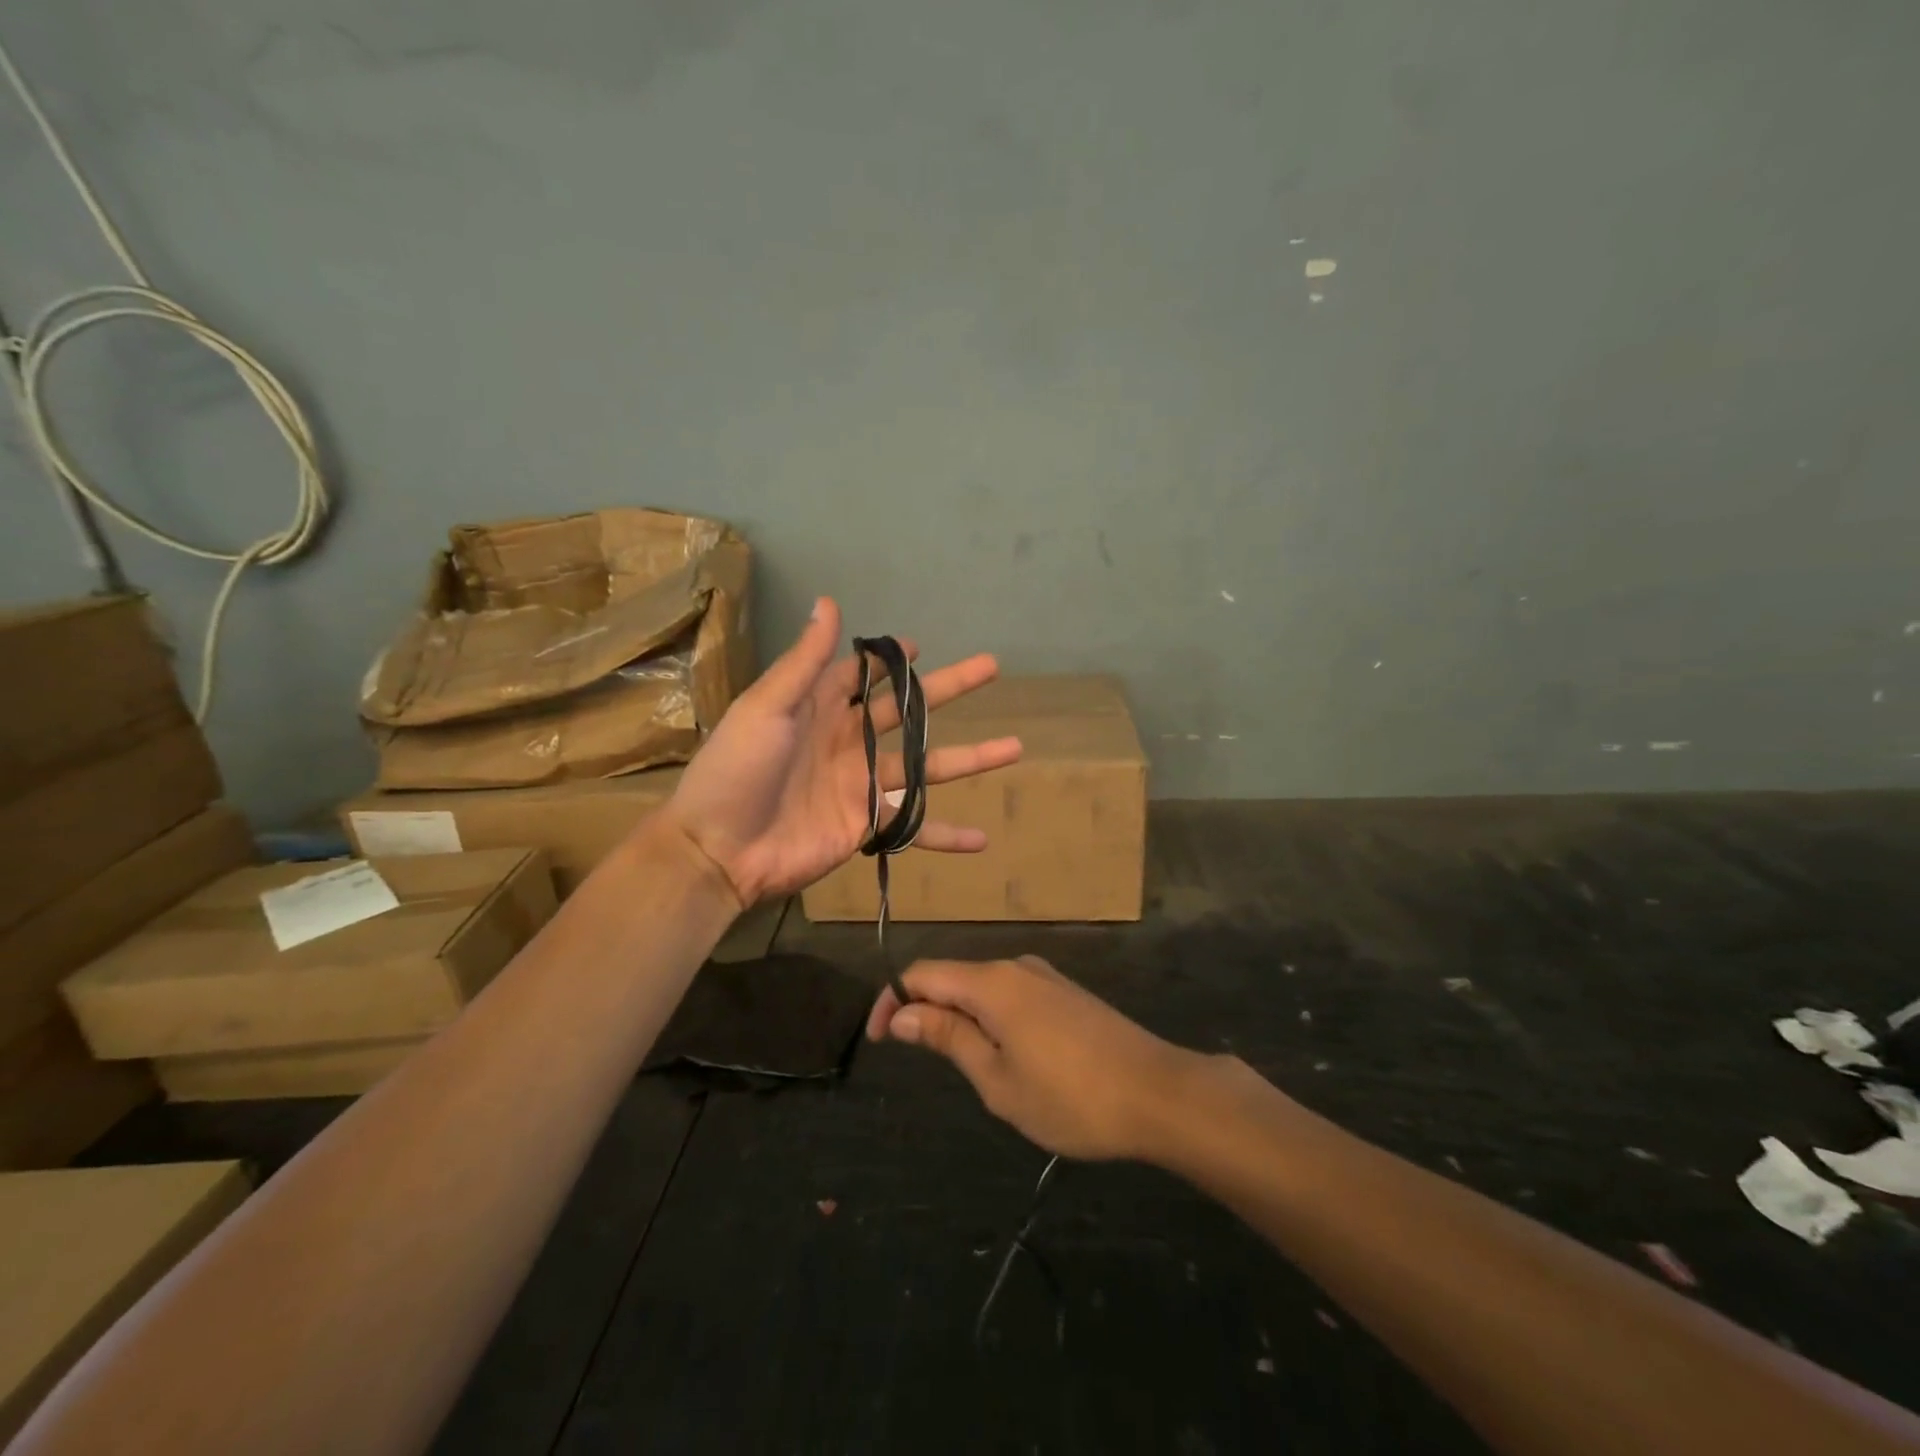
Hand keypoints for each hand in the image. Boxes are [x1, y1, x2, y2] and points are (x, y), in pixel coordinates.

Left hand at [659, 597, 1022, 907]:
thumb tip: (829, 602)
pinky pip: (914, 828)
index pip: (862, 674)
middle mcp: (849, 741)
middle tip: (991, 668)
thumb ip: (805, 662)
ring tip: (1015, 747)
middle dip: (949, 689)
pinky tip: (981, 839)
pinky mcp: (867, 826)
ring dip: (970, 758)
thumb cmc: (736, 770)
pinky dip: (946, 835)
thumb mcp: (766, 707)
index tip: (917, 646)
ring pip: (927, 768)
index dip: (889, 660)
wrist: (719, 849)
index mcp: (820, 708)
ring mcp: (862, 785)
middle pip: (909, 712)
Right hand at [865, 955, 1204, 1161]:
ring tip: (966, 1068)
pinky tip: (1006, 1057)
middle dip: (926, 1011)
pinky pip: (1011, 995)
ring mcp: (1045, 977)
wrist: (1158, 1093)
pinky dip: (991, 1018)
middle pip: (953, 976)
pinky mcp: (1066, 993)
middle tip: (921, 1062)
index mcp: (992, 983)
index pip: (923, 974)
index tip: (878, 1041)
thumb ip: (948, 1038)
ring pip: (983, 987)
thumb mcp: (998, 1079)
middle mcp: (1016, 967)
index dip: (891, 1001)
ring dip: (961, 1018)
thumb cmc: (1070, 1096)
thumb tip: (902, 1014)